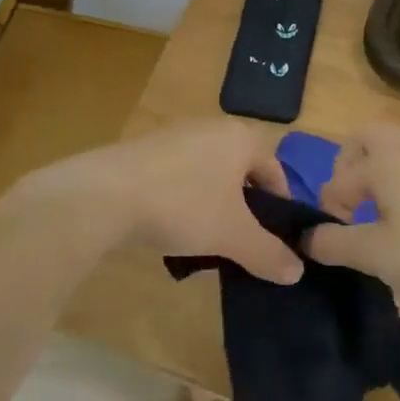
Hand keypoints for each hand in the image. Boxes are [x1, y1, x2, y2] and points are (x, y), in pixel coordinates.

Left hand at [24, 119, 303, 283]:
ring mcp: (172, 136)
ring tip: (206, 240)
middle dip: (244, 208)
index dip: (281, 207)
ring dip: (212, 205)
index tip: (275, 239)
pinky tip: (170, 227)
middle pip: (241, 172)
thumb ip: (268, 254)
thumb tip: (297, 273)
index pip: (275, 170)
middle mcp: (209, 128)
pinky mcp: (141, 151)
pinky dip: (182, 200)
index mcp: (240, 137)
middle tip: (242, 242)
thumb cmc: (182, 205)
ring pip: (208, 175)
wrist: (102, 196)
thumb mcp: (233, 235)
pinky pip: (177, 177)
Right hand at [307, 123, 399, 299]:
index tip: (337, 237)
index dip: (329, 209)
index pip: (339, 181)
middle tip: (352, 198)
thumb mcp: (376, 256)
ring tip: (383, 191)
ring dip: (383, 156)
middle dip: (349, 163)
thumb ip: (334, 244)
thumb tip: (306, 236)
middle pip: (366, 136)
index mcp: (383, 163)